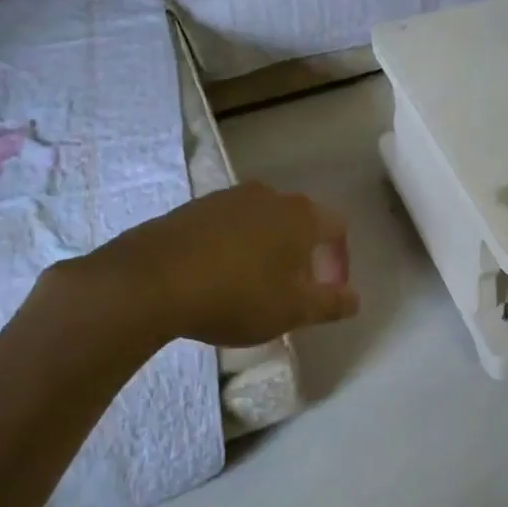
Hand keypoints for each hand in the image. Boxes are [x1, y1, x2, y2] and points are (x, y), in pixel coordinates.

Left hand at [55, 182, 356, 349]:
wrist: (151, 281)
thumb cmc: (238, 295)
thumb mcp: (294, 310)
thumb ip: (331, 303)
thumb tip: (355, 299)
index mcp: (301, 215)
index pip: (337, 227)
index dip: (339, 259)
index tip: (327, 290)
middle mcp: (267, 196)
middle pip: (298, 222)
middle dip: (301, 255)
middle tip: (291, 291)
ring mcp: (226, 198)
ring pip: (260, 222)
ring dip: (265, 250)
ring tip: (251, 287)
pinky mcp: (191, 208)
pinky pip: (226, 227)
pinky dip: (232, 248)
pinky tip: (216, 278)